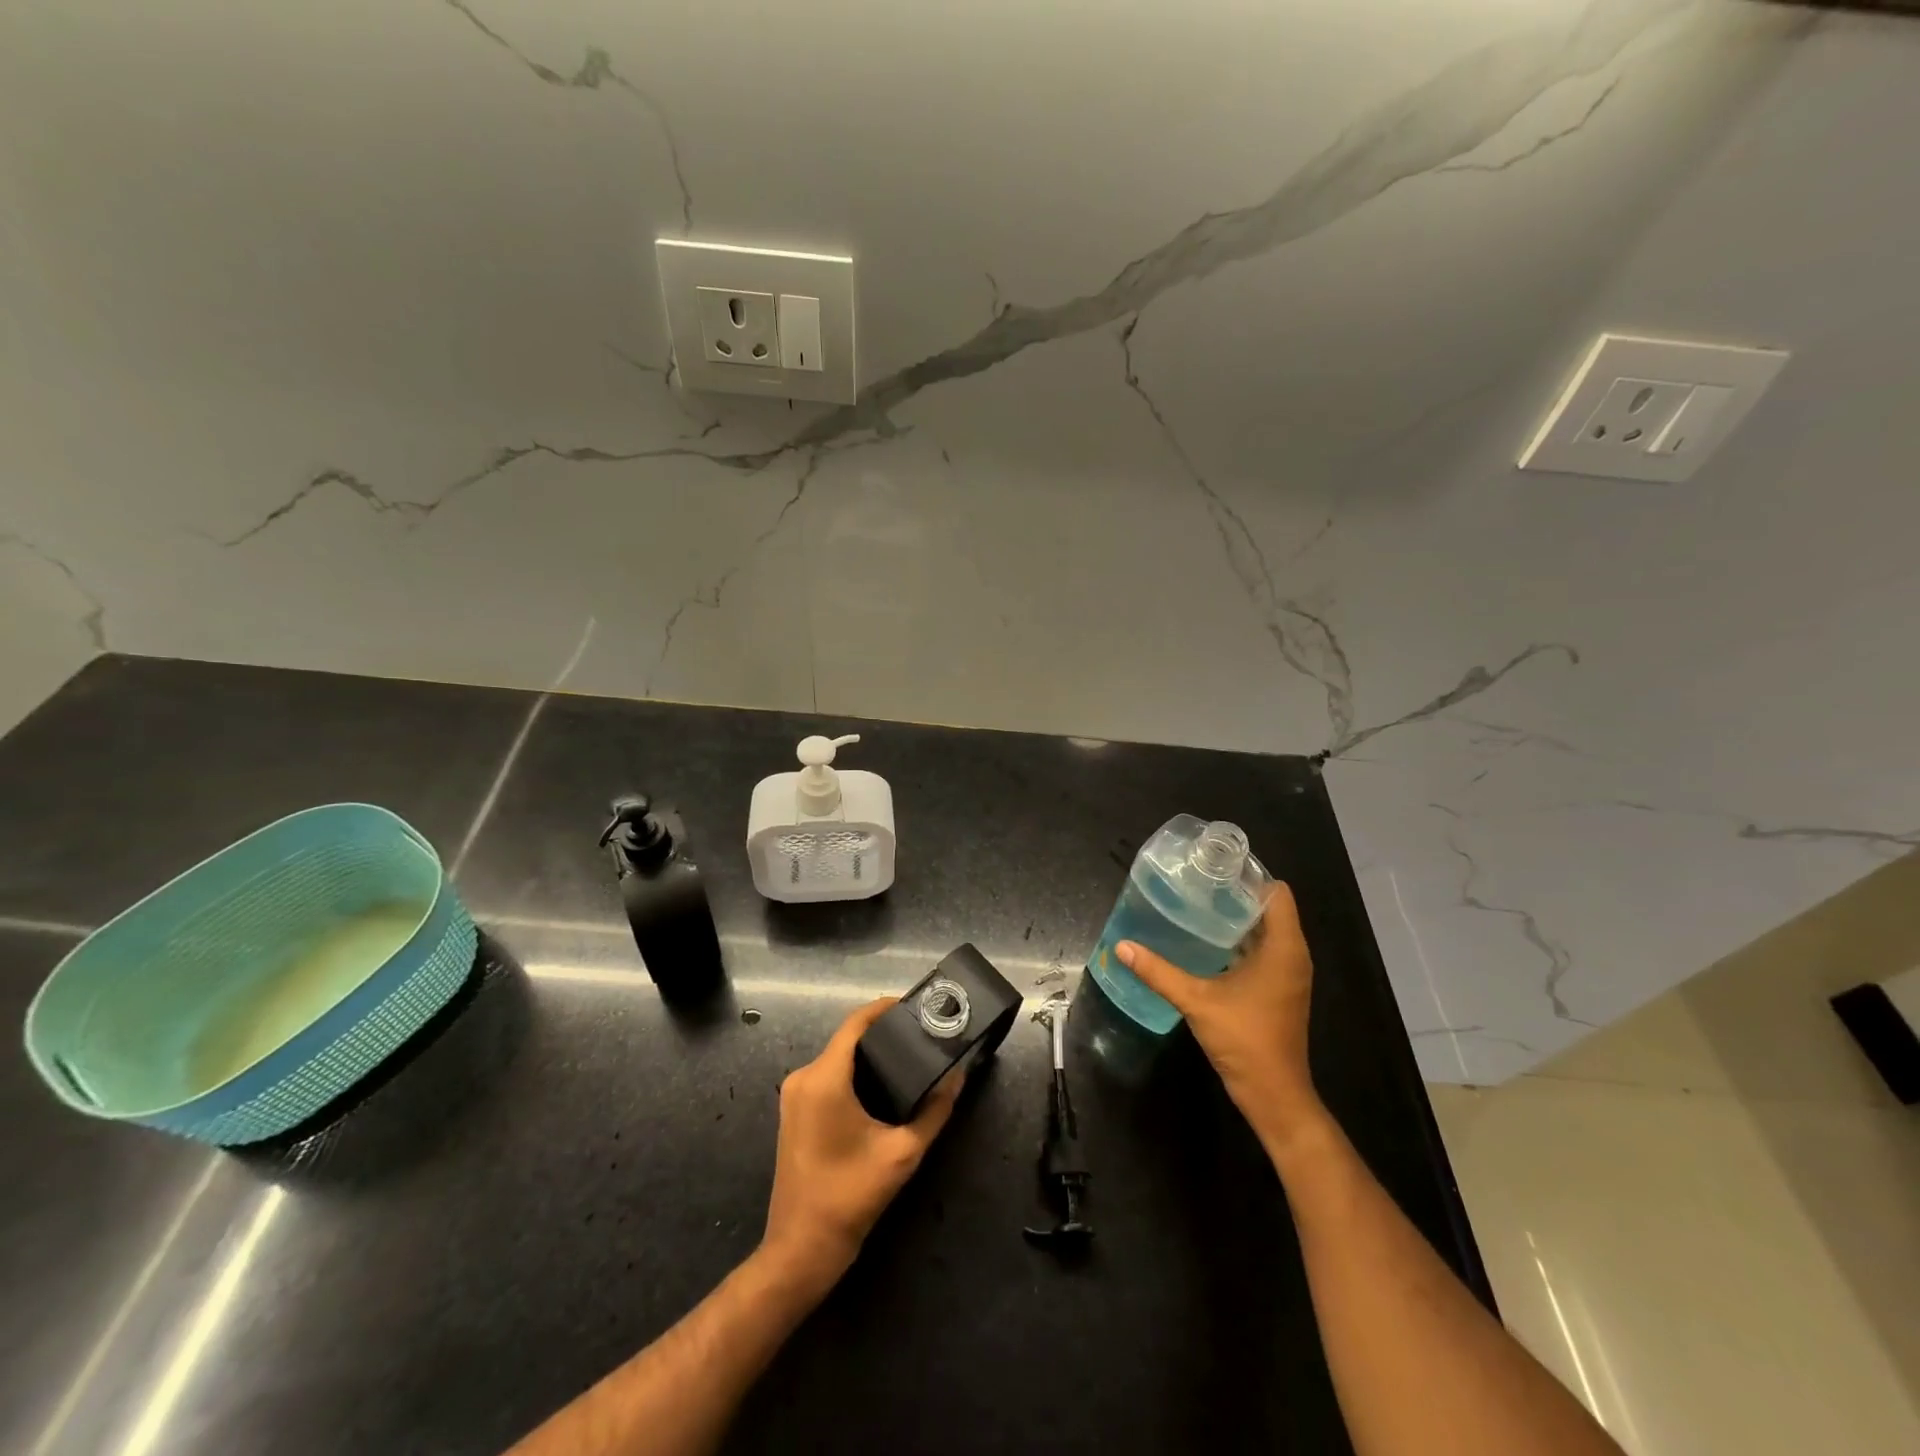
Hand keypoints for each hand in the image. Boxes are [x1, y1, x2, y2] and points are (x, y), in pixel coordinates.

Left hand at [761, 999, 961, 1294]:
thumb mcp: (903, 1153)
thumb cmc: (850, 1196)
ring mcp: (794, 1095)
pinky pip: (827, 1076)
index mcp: (824, 1078)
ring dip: (868, 1055)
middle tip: (921, 1035)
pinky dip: (853, 1073)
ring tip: (908, 1057)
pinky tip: (881, 1085)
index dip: (885, 1008)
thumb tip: (957, 1078)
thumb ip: (934, 1111)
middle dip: (882, 1034)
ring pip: (837, 1058)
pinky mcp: (794, 1112)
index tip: (915, 1006)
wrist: (802, 1249)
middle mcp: (803, 1077)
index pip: (855, 1023)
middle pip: (846, 1039)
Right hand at [1118, 883, 1326, 1151]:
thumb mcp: (1196, 1000)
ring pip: (1265, 931)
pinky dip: (1238, 942)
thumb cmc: (1245, 1039)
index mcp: (1284, 948)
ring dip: (1236, 919)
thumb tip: (1121, 946)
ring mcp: (1288, 975)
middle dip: (1235, 895)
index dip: (1249, 877)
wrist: (1274, 1094)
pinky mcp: (1279, 990)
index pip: (1277, 893)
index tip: (1214, 869)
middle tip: (1195, 884)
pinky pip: (1262, 952)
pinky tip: (1205, 943)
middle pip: (1269, 909)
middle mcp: (1292, 955)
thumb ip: (1159, 971)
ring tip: (1195, 906)